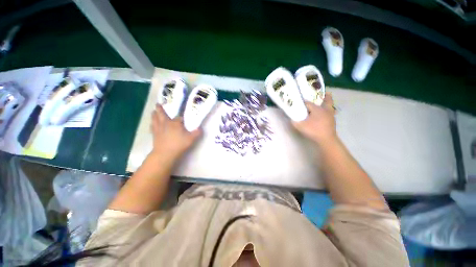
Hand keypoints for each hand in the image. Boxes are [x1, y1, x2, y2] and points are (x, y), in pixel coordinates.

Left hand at [150, 104, 201, 159]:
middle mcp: (165, 123)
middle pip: (161, 114)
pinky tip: (152, 124)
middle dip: (160, 109)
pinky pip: (152, 127)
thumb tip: (200, 128)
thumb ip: (197, 132)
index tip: (183, 118)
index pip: (178, 117)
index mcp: (175, 123)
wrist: (165, 154)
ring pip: (155, 119)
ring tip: (153, 111)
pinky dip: (152, 124)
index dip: (181, 117)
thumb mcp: (191, 139)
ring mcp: (158, 129)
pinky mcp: (154, 135)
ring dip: (154, 114)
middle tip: (158, 104)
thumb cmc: (179, 144)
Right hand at [292, 92, 336, 144]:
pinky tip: (324, 113)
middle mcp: (325, 109)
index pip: (308, 103)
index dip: (303, 102)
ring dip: (328, 103)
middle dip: (325, 96)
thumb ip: (294, 121)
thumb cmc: (313, 130)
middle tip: (324, 93)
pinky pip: (331, 112)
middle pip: (327, 100)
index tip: (299, 102)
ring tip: (325, 102)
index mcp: (317, 109)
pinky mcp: (332, 121)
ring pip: (330, 106)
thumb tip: (290, 118)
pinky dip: (328, 110)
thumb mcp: (300, 126)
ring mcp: (330, 115)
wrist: (326, 139)